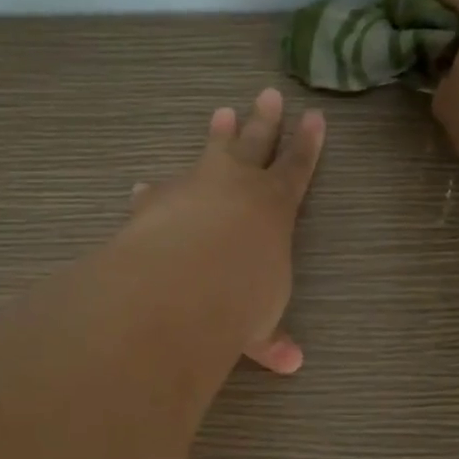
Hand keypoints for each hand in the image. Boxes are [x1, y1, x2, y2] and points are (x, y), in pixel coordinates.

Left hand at [128, 87, 325, 373]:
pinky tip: (142, 187)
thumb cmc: (241, 299)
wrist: (183, 284)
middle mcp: (236, 187)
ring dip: (218, 136)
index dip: (308, 145)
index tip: (315, 117)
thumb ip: (270, 338)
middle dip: (264, 121)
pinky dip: (153, 190)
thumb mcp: (260, 321)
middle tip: (268, 94)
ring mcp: (193, 187)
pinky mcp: (155, 201)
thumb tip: (291, 363)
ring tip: (222, 113)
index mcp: (274, 208)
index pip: (297, 169)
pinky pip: (157, 191)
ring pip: (210, 153)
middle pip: (255, 145)